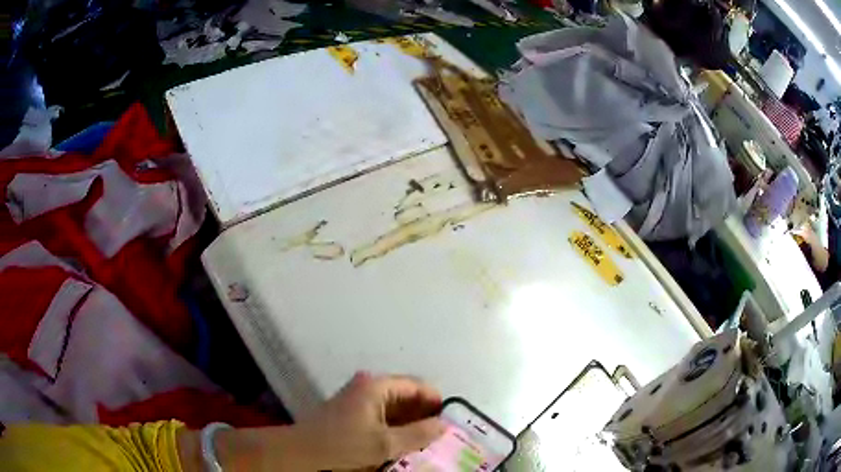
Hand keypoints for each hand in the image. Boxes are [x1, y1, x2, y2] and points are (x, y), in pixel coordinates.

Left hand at [297, 372, 445, 469]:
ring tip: (426, 440)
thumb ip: (417, 434)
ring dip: (410, 422)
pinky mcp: (352, 411)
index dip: (435, 401)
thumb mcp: (384, 444)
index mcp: (376, 386)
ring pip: (394, 407)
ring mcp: (358, 398)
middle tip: (441, 434)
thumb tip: (443, 425)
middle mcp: (368, 386)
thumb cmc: (342, 445)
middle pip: (406, 395)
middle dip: (424, 414)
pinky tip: (403, 442)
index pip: (416, 385)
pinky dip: (395, 426)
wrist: (301, 452)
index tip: (449, 421)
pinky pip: (382, 414)